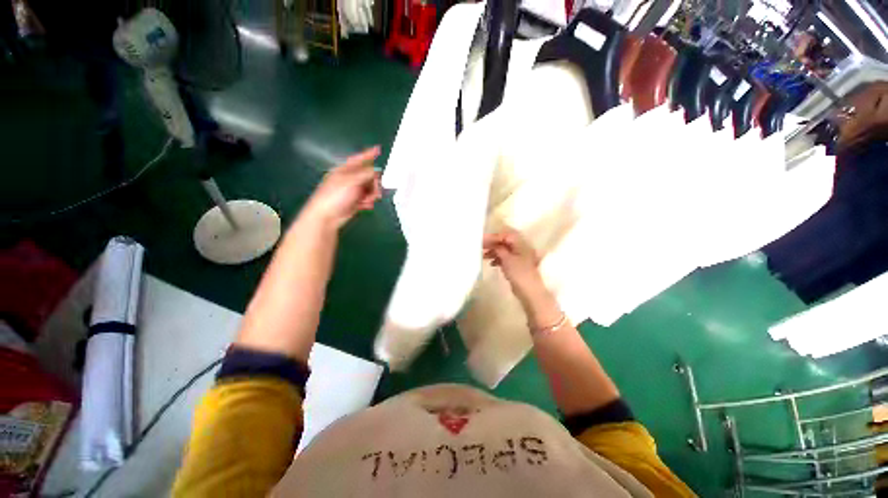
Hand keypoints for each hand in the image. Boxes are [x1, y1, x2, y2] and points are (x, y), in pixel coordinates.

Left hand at [302, 146, 382, 228]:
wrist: (326, 217)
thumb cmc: (335, 196)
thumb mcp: (352, 182)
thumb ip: (366, 175)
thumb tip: (377, 171)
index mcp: (345, 170)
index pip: (359, 159)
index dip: (369, 154)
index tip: (379, 149)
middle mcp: (349, 179)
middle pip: (368, 176)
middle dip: (374, 183)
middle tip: (376, 191)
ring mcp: (352, 191)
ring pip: (370, 188)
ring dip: (372, 194)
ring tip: (368, 201)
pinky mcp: (354, 202)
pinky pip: (367, 199)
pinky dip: (368, 202)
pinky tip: (365, 206)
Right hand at [483, 226, 543, 300]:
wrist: (529, 291)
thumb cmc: (519, 273)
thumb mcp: (507, 259)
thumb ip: (499, 249)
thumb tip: (493, 244)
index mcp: (521, 244)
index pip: (506, 235)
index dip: (494, 237)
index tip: (482, 240)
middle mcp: (521, 248)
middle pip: (505, 242)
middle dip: (492, 244)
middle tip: (480, 247)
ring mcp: (519, 257)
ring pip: (504, 250)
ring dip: (494, 252)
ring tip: (483, 256)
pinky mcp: (516, 266)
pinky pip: (505, 258)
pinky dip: (498, 259)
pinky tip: (491, 264)